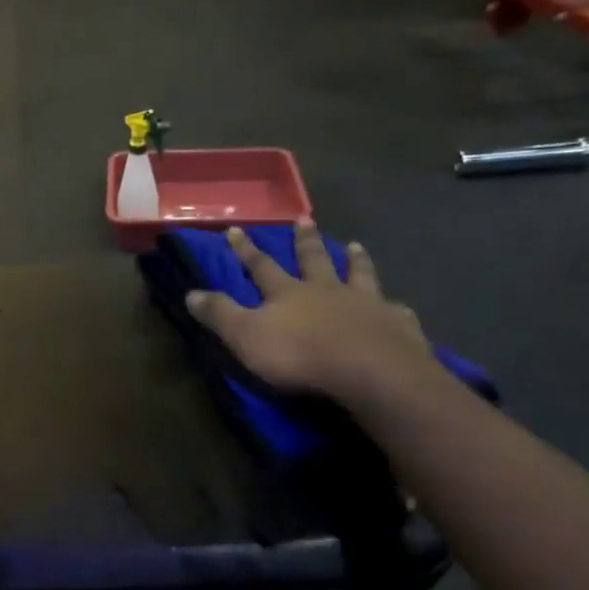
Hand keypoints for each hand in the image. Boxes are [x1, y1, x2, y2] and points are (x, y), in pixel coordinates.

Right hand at [184, 222, 433, 404]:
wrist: (367, 370)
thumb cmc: (300, 354)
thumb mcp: (246, 336)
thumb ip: (220, 314)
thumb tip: (190, 292)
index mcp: (289, 293)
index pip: (261, 266)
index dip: (247, 250)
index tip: (236, 229)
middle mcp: (328, 290)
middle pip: (314, 259)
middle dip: (305, 240)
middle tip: (304, 219)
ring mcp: (366, 304)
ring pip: (359, 274)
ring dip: (355, 259)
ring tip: (355, 245)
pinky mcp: (396, 325)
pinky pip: (395, 310)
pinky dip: (393, 306)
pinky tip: (398, 305)